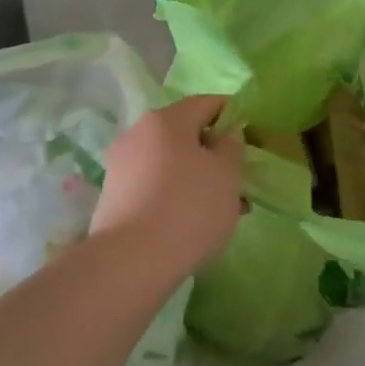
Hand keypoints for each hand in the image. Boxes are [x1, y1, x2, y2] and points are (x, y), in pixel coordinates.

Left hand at [94, 96, 244, 275]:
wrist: (131, 262)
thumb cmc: (188, 208)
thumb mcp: (226, 174)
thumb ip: (231, 146)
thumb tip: (226, 133)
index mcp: (166, 119)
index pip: (206, 103)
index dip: (232, 114)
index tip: (251, 136)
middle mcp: (138, 133)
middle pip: (184, 133)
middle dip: (213, 152)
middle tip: (237, 179)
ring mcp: (121, 165)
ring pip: (169, 161)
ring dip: (195, 176)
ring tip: (220, 208)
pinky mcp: (113, 195)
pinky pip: (153, 184)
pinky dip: (175, 193)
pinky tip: (191, 222)